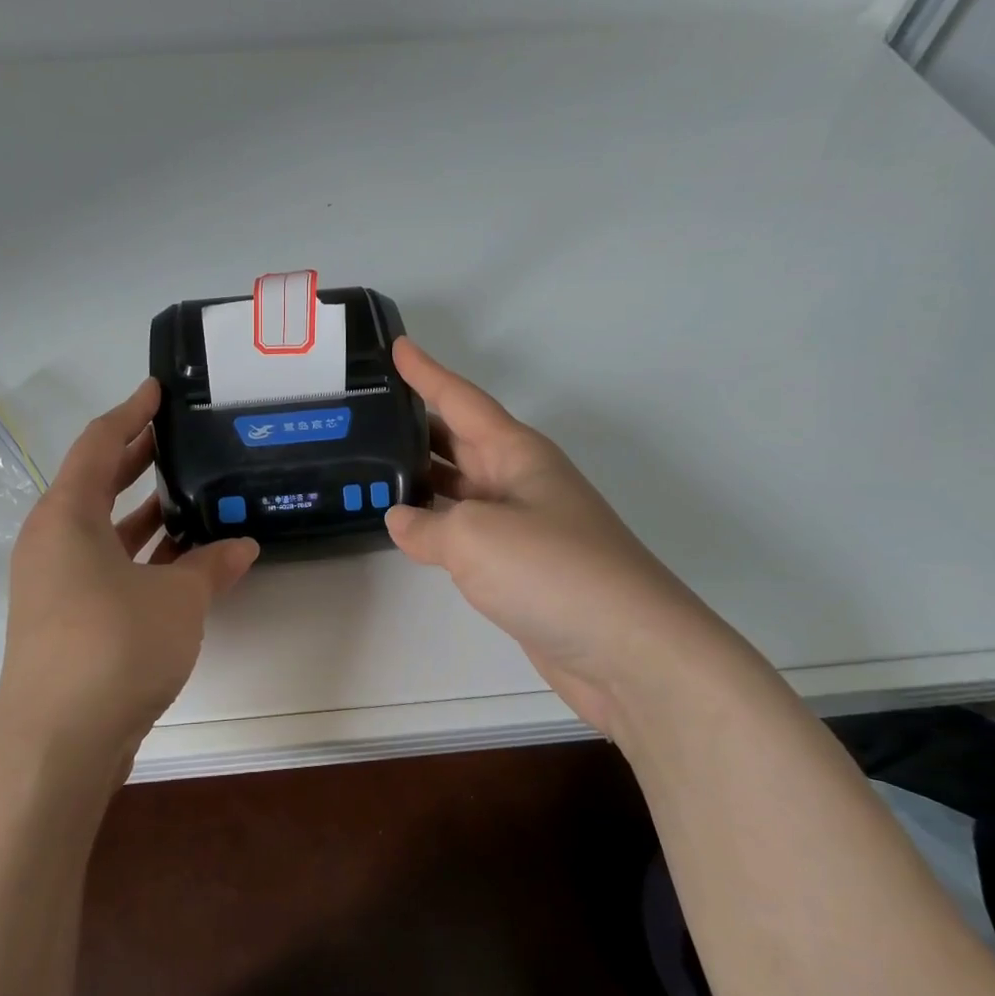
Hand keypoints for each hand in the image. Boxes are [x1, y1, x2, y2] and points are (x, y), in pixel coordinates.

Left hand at [0, 378, 259, 773]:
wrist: (57, 744)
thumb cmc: (114, 647)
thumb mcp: (177, 599)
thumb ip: (211, 566)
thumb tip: (243, 545)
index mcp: (66, 516)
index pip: (98, 444)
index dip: (130, 413)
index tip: (157, 390)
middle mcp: (52, 542)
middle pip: (95, 483)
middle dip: (136, 458)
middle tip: (177, 436)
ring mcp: (55, 583)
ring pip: (102, 529)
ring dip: (141, 512)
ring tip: (188, 493)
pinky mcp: (66, 618)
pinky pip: (106, 566)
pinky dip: (140, 555)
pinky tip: (181, 559)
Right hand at [384, 338, 740, 725]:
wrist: (628, 650)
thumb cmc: (554, 571)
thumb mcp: (476, 537)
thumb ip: (427, 525)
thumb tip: (400, 520)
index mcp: (517, 454)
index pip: (461, 399)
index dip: (426, 372)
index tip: (396, 345)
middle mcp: (519, 480)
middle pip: (459, 440)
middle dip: (416, 423)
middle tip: (366, 411)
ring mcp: (521, 525)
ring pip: (459, 487)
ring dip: (420, 476)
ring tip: (370, 464)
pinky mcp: (519, 568)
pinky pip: (465, 531)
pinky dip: (434, 525)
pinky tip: (405, 529)